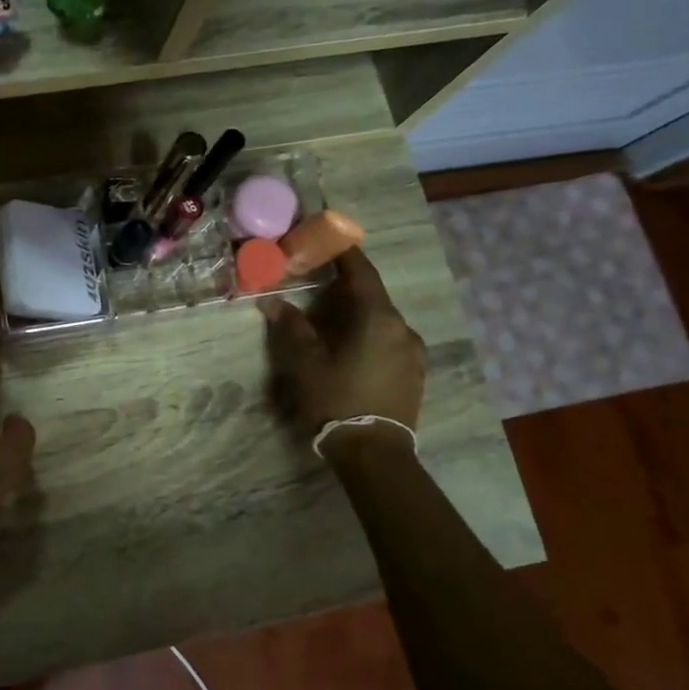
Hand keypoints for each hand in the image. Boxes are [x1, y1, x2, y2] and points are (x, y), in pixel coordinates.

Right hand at [257, 249, 426, 435]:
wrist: (374, 452)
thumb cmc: (335, 398)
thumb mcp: (304, 361)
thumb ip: (291, 326)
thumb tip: (273, 302)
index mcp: (377, 318)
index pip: (362, 272)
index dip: (345, 253)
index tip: (329, 237)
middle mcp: (402, 328)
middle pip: (372, 297)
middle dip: (344, 290)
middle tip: (316, 289)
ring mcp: (413, 352)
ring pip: (381, 321)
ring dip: (357, 315)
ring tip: (330, 325)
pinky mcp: (415, 373)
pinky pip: (390, 341)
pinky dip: (369, 336)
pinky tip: (350, 352)